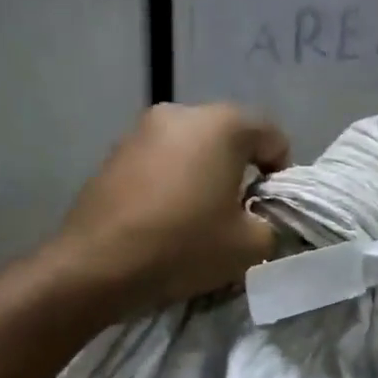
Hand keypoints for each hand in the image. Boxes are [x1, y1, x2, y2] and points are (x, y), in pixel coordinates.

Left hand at [54, 103, 291, 313]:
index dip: (281, 172)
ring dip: (202, 173)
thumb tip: (258, 219)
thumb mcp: (249, 246)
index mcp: (222, 124)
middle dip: (239, 170)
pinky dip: (171, 180)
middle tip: (237, 212)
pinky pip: (159, 160)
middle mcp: (181, 113)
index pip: (271, 135)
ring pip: (190, 147)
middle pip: (228, 136)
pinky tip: (164, 216)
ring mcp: (141, 130)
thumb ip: (270, 225)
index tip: (270, 208)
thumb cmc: (183, 245)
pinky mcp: (113, 152)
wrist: (96, 265)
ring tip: (198, 216)